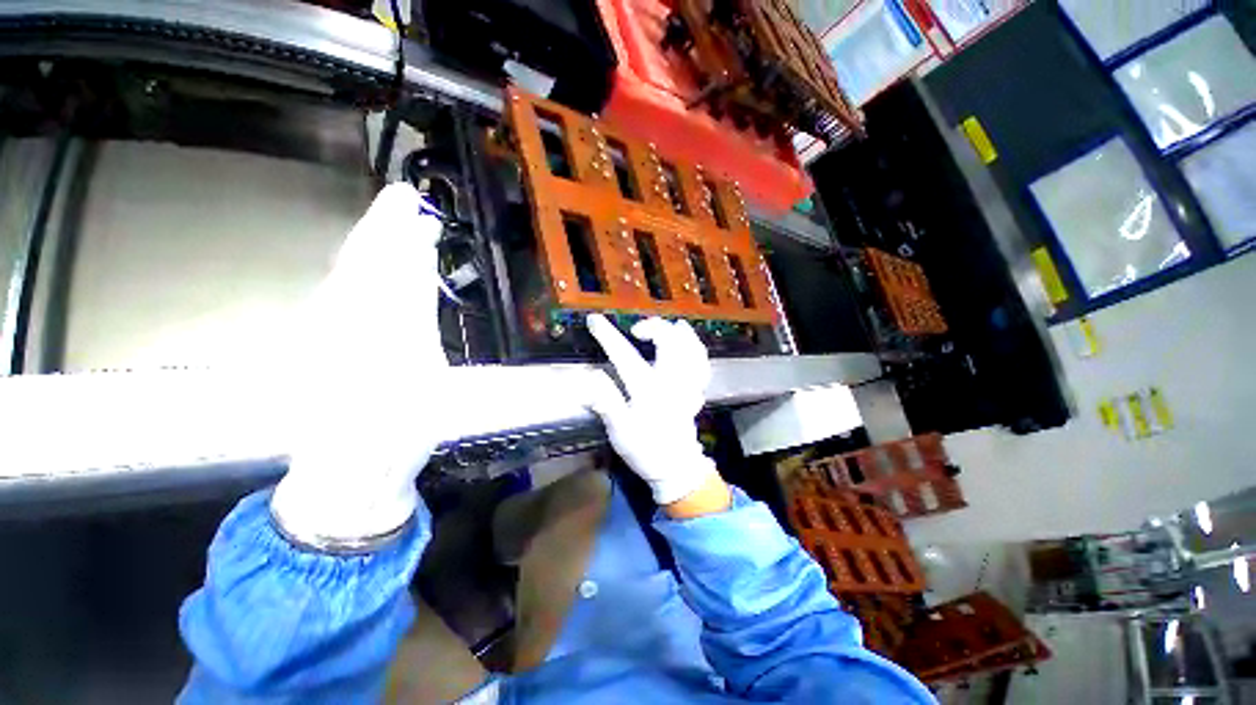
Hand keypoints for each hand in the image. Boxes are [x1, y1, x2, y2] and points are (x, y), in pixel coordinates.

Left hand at [271, 183, 449, 547]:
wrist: (349, 471)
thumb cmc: (397, 432)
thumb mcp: (422, 380)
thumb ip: (415, 324)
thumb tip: (416, 277)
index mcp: (371, 331)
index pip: (390, 273)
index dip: (405, 240)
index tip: (418, 211)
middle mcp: (340, 323)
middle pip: (363, 263)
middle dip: (383, 227)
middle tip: (401, 197)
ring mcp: (327, 331)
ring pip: (350, 275)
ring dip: (372, 243)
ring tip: (391, 220)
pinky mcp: (323, 343)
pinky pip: (342, 294)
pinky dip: (361, 271)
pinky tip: (369, 262)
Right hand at [585, 314, 726, 509]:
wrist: (677, 468)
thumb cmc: (645, 450)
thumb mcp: (620, 430)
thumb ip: (606, 402)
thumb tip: (589, 377)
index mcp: (648, 390)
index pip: (625, 356)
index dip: (608, 336)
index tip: (594, 320)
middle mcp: (671, 382)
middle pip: (669, 344)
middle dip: (654, 328)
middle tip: (637, 329)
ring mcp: (687, 385)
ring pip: (691, 350)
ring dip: (682, 334)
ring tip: (673, 325)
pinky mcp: (696, 391)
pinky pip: (702, 364)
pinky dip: (697, 349)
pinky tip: (691, 343)